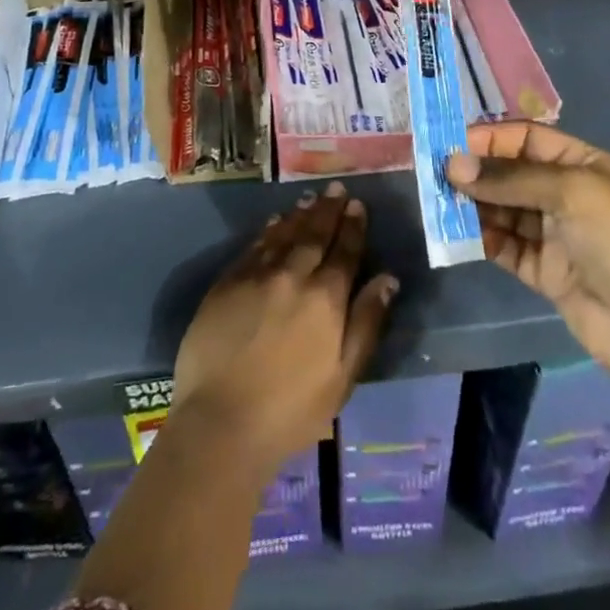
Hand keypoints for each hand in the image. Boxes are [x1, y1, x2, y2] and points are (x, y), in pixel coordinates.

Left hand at [172, 181, 397, 479]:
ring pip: (284, 234)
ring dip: (300, 215)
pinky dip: (269, 230)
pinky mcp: (227, 282)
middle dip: (328, 210)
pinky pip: (254, 246)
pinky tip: (275, 222)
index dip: (352, 227)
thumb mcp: (343, 376)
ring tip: (310, 198)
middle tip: (336, 188)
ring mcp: (257, 275)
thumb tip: (387, 279)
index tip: (357, 205)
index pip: (344, 252)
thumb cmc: (292, 409)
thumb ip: (366, 323)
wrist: (222, 420)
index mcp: (326, 299)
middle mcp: (293, 276)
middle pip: (314, 234)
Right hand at [447, 123, 609, 395]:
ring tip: (440, 203)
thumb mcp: (570, 192)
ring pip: (502, 209)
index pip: (526, 139)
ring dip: (473, 205)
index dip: (489, 138)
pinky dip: (482, 238)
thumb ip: (509, 178)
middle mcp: (566, 194)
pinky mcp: (543, 270)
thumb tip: (453, 165)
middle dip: (475, 172)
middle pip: (509, 173)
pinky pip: (504, 245)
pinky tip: (458, 234)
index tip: (448, 144)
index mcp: (582, 165)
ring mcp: (554, 234)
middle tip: (435, 175)